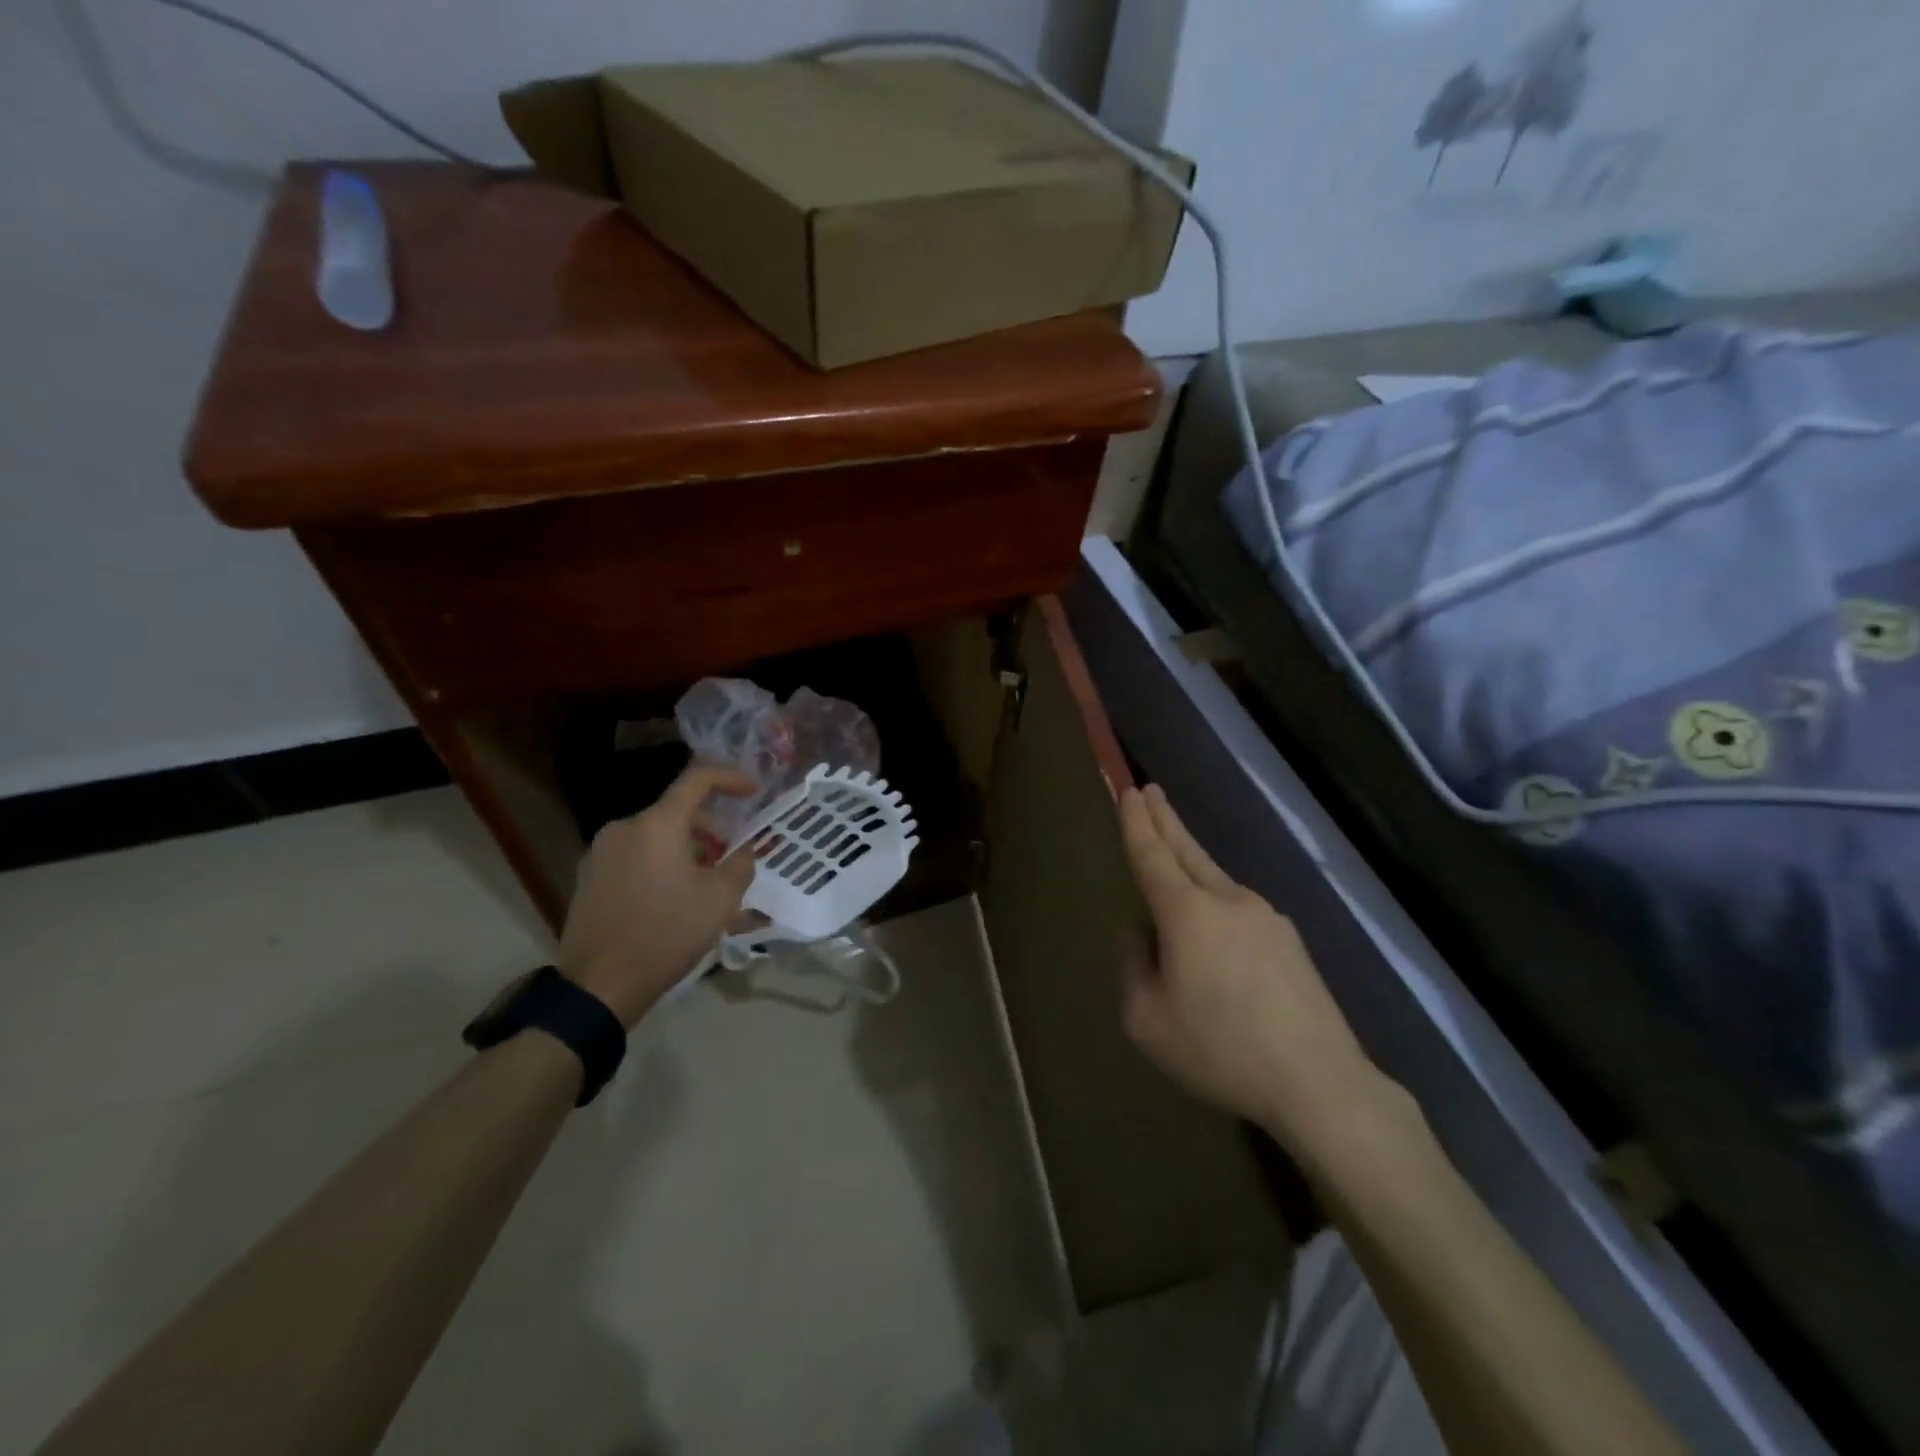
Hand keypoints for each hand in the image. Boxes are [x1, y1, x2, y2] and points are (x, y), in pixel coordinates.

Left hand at [559, 761, 757, 1026]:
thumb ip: (740, 865)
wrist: (599, 986)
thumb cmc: (667, 934)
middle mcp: (623, 828)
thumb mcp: (720, 900)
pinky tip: (672, 895)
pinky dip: (660, 861)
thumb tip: (743, 851)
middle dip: (710, 826)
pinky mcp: (588, 877)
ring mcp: (600, 852)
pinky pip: (635, 855)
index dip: (730, 777)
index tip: (754, 791)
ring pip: (655, 834)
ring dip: (685, 846)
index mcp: (657, 825)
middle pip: (676, 810)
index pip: (697, 778)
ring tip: (704, 880)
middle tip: (731, 853)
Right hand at [1118, 785, 1382, 1158]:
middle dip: (1165, 820)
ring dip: (1191, 861)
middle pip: (1188, 850)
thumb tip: (1139, 932)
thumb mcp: (1148, 1019)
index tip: (1129, 791)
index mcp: (1187, 913)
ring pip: (1216, 880)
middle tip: (1150, 791)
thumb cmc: (1220, 1050)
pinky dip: (1216, 902)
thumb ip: (1133, 965)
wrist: (1319, 1083)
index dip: (1136, 823)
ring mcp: (1266, 917)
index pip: (1152, 855)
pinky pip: (1239, 910)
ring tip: (1173, 858)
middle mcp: (1228, 901)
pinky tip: (1215, 930)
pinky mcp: (1291, 941)